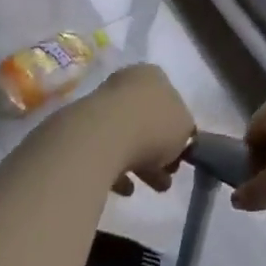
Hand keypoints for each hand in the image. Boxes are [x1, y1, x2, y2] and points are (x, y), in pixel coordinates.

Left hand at [61, 63, 194, 196]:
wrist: (100, 139)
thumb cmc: (152, 126)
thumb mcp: (185, 128)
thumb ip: (184, 131)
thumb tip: (176, 139)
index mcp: (153, 75)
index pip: (171, 99)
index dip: (178, 128)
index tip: (180, 153)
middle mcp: (125, 83)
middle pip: (147, 119)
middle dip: (159, 149)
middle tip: (168, 174)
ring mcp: (99, 105)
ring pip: (126, 136)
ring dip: (141, 162)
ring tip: (153, 188)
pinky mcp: (80, 131)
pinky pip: (104, 152)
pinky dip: (117, 170)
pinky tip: (126, 189)